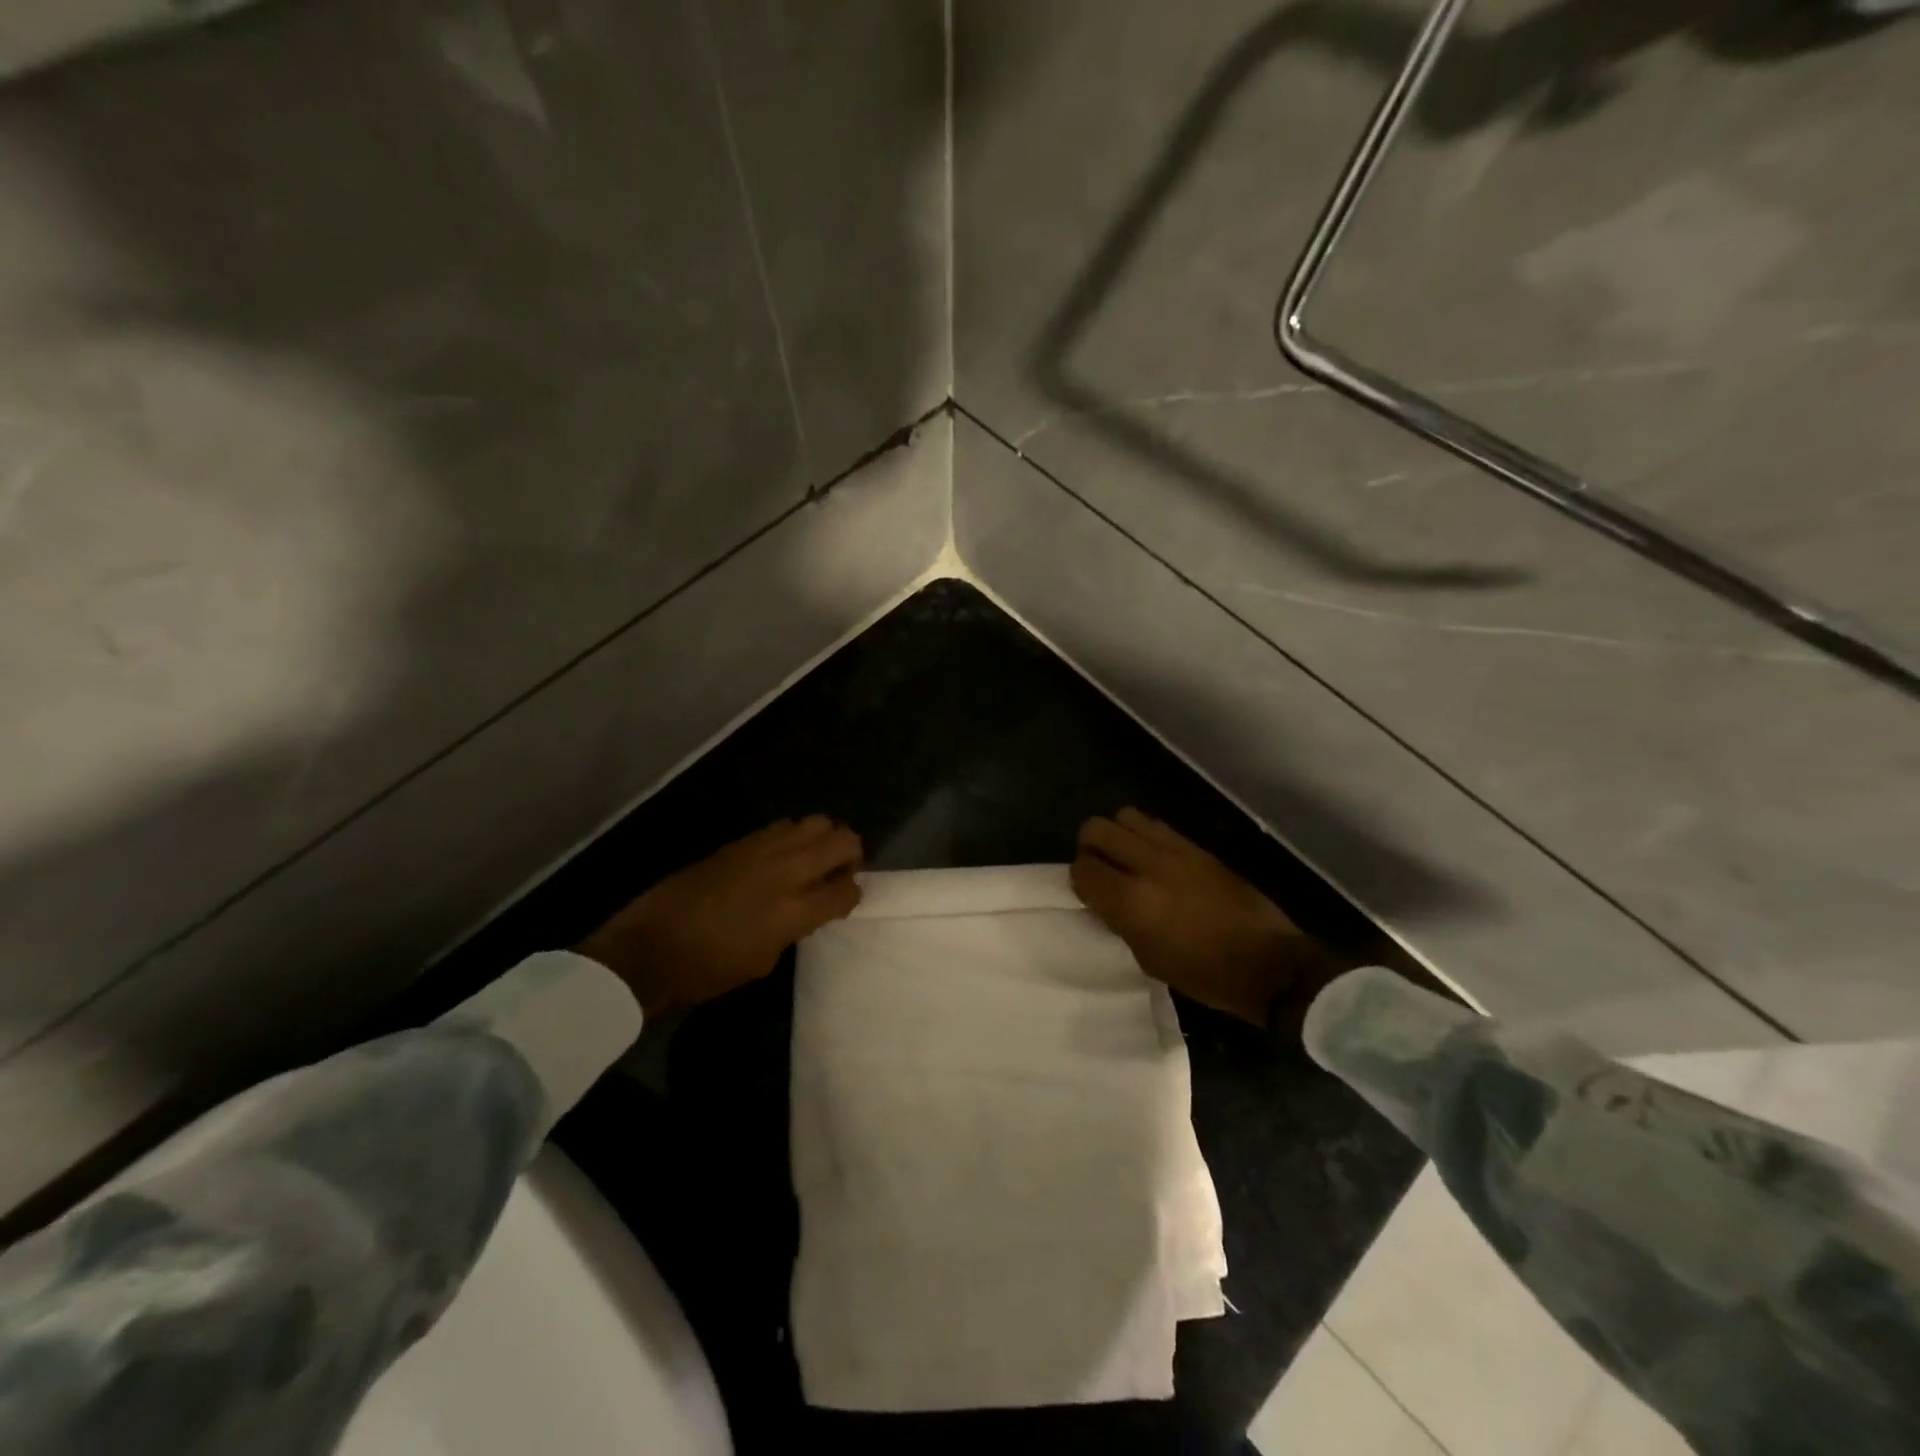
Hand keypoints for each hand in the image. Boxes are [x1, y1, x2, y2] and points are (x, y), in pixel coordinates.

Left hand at [578, 815, 862, 1016]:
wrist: (648, 949)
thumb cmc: (706, 971)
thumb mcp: (763, 961)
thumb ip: (794, 928)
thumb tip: (806, 909)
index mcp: (794, 911)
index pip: (847, 889)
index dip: (852, 894)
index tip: (843, 901)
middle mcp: (785, 871)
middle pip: (842, 840)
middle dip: (850, 854)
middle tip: (838, 873)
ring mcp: (761, 849)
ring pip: (815, 822)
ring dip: (823, 839)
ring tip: (811, 860)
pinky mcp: (738, 841)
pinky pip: (782, 826)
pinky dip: (793, 836)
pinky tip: (780, 857)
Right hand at [1071, 807, 1337, 1026]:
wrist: (1268, 963)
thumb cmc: (1204, 974)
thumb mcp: (1149, 958)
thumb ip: (1120, 921)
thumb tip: (1106, 899)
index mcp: (1131, 901)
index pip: (1083, 868)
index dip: (1078, 879)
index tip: (1088, 892)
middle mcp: (1148, 866)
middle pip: (1097, 828)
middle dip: (1090, 846)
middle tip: (1100, 868)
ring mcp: (1175, 850)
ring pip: (1126, 816)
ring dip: (1118, 834)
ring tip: (1127, 859)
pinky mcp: (1198, 847)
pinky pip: (1158, 826)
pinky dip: (1146, 836)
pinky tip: (1155, 860)